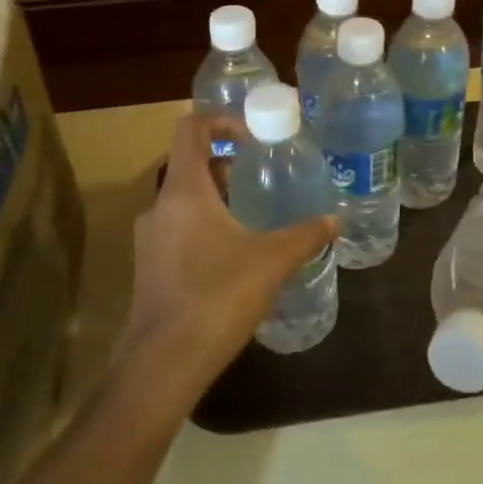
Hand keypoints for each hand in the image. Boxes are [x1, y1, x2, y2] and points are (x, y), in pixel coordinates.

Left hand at [121, 114, 338, 404]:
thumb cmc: (218, 296)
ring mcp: (148, 238)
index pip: (190, 129)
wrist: (164, 362)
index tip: (252, 136)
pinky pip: (176, 228)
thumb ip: (305, 235)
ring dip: (214, 196)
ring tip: (251, 213)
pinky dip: (203, 225)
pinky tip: (232, 254)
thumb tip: (334, 220)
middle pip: (188, 163)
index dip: (220, 120)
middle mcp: (159, 206)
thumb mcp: (271, 261)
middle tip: (260, 174)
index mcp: (184, 190)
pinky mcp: (148, 267)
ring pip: (181, 199)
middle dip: (224, 162)